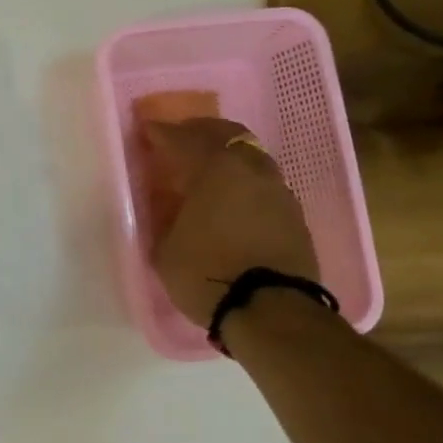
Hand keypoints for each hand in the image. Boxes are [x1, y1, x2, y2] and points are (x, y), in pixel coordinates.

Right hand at [144, 118, 317, 327]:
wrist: (270, 311)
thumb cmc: (206, 273)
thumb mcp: (166, 248)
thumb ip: (166, 218)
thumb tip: (168, 206)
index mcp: (217, 169)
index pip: (184, 140)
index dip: (162, 134)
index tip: (147, 131)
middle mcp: (252, 170)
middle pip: (228, 135)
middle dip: (202, 132)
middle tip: (182, 138)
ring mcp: (279, 192)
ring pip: (252, 158)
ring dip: (228, 157)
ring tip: (208, 170)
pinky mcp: (295, 217)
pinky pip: (264, 185)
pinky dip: (245, 182)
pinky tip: (232, 199)